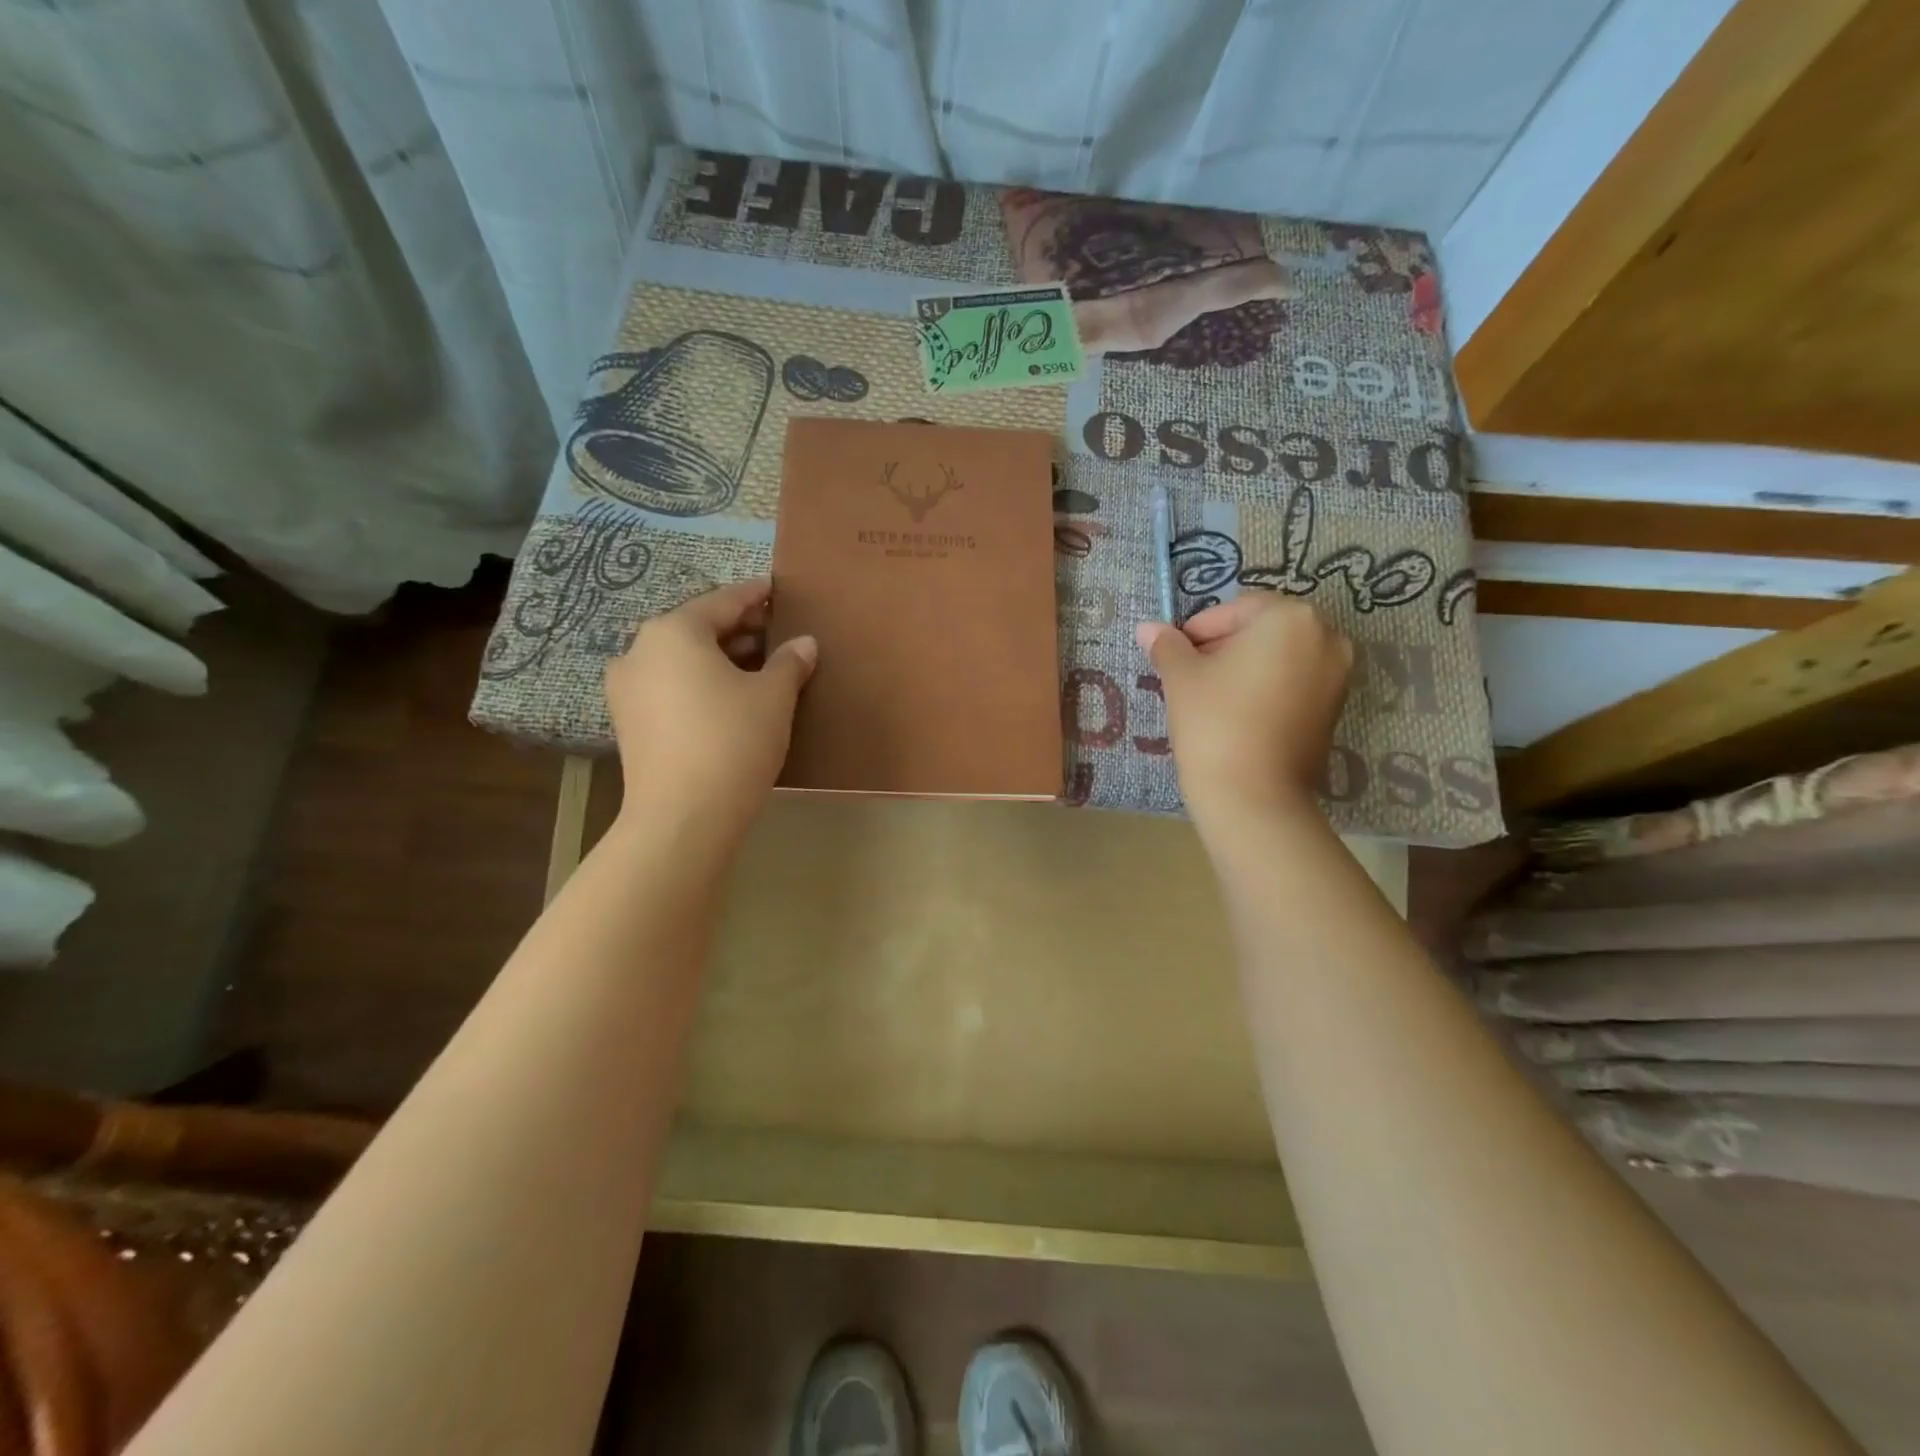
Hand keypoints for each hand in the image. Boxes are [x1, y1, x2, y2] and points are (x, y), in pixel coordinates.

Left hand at [605, 578, 816, 848]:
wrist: (683, 816)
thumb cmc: (733, 741)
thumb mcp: (774, 697)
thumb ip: (789, 662)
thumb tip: (805, 643)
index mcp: (673, 632)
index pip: (723, 601)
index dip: (755, 595)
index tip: (776, 590)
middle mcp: (640, 651)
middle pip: (697, 628)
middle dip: (738, 630)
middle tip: (775, 634)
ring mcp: (627, 689)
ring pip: (681, 660)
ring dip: (719, 658)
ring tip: (758, 668)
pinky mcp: (628, 723)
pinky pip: (670, 687)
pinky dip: (699, 683)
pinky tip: (729, 698)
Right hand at [1135, 594, 1351, 826]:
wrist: (1254, 795)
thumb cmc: (1215, 722)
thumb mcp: (1181, 677)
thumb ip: (1167, 646)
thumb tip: (1147, 628)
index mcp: (1291, 618)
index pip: (1236, 608)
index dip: (1199, 629)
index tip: (1174, 655)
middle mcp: (1326, 638)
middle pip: (1263, 630)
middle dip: (1225, 646)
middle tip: (1190, 674)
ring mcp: (1338, 676)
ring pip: (1280, 658)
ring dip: (1245, 667)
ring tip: (1211, 697)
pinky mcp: (1335, 710)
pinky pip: (1295, 684)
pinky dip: (1266, 689)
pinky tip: (1237, 715)